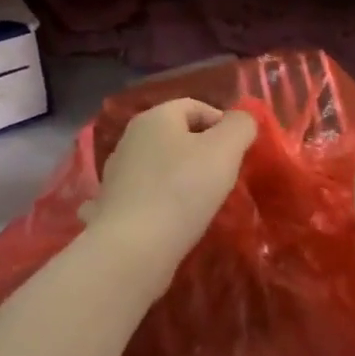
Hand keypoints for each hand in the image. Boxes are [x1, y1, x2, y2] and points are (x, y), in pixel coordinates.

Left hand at [83, 99, 256, 267]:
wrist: (132, 248)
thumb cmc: (182, 190)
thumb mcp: (225, 150)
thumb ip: (240, 126)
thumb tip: (241, 120)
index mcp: (154, 118)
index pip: (195, 106)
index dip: (222, 123)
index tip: (239, 152)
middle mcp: (130, 139)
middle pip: (177, 136)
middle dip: (204, 152)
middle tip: (224, 177)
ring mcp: (117, 174)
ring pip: (161, 166)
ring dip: (183, 178)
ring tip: (203, 202)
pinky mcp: (112, 206)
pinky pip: (147, 195)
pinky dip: (163, 201)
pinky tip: (175, 219)